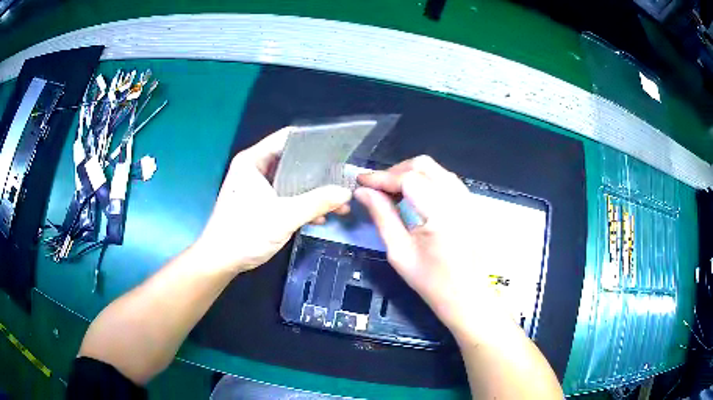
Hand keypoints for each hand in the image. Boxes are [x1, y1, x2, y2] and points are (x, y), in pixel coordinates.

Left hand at [194, 128, 351, 273]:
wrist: (220, 261)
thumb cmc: (245, 233)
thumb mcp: (284, 216)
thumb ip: (316, 202)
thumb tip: (345, 193)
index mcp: (253, 160)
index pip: (287, 138)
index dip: (313, 141)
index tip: (337, 149)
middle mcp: (254, 168)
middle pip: (292, 160)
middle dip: (318, 171)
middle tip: (342, 178)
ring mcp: (256, 186)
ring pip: (291, 180)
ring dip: (313, 191)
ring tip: (337, 201)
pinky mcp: (260, 203)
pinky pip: (285, 196)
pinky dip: (301, 203)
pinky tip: (320, 215)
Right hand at [355, 156, 506, 338]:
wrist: (468, 297)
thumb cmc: (432, 282)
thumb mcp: (400, 252)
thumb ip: (382, 216)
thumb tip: (362, 192)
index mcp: (441, 213)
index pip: (408, 179)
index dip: (381, 176)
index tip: (360, 181)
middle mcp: (458, 199)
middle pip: (423, 165)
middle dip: (395, 172)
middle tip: (376, 188)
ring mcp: (468, 199)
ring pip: (435, 169)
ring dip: (411, 174)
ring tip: (392, 191)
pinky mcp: (471, 204)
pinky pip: (446, 180)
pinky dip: (426, 181)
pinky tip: (414, 197)